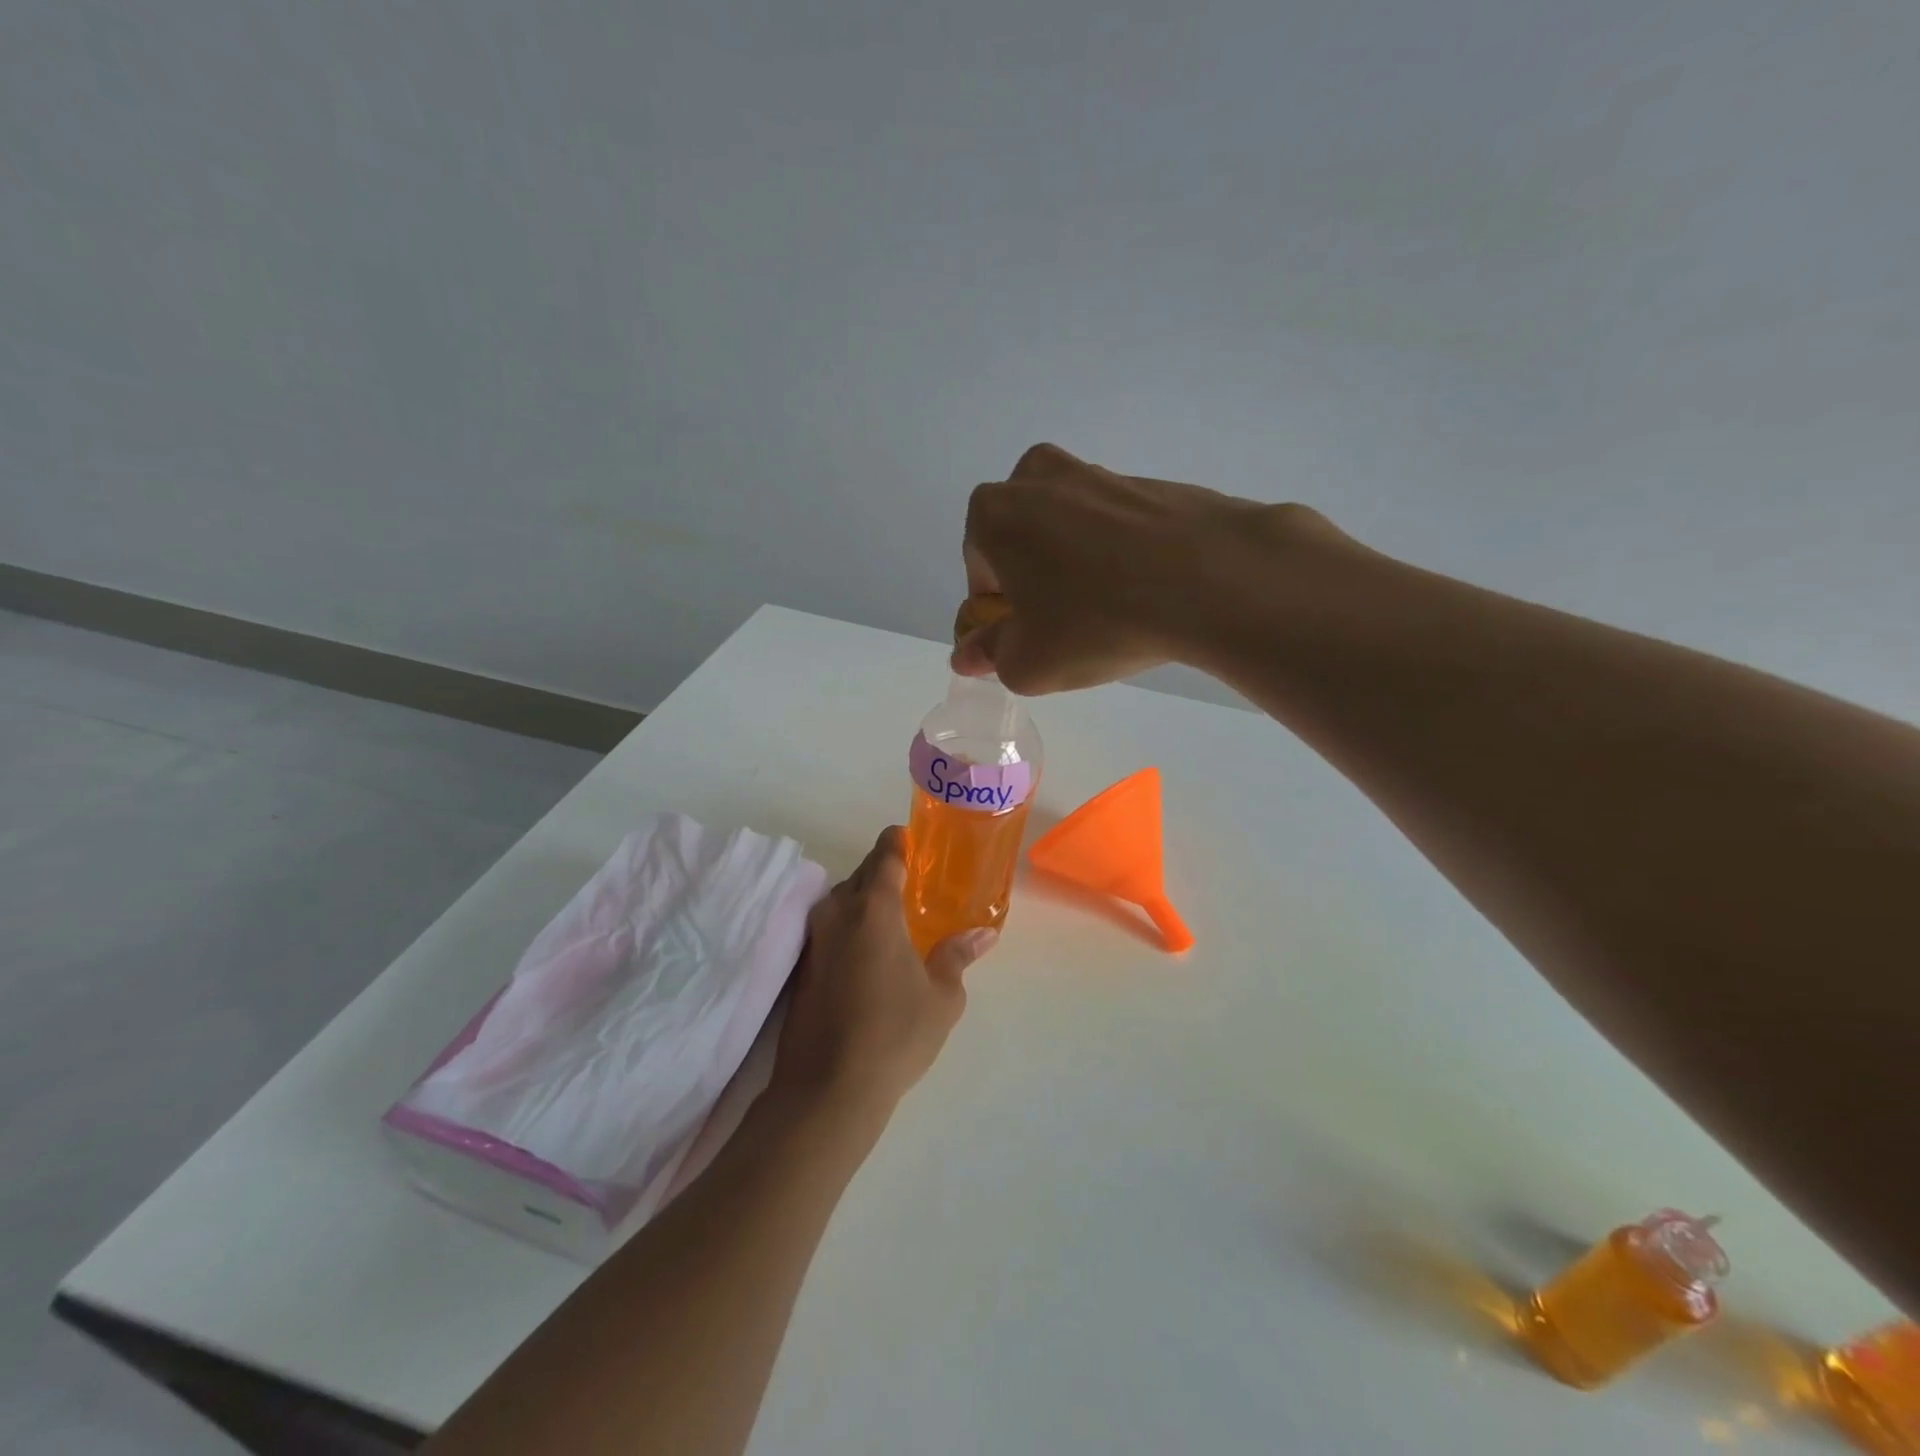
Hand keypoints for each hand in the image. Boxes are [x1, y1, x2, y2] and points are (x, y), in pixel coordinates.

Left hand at [772, 827, 996, 1124]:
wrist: (827, 1089)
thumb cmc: (894, 1034)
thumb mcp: (942, 997)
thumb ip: (957, 956)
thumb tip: (983, 934)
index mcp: (874, 907)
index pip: (885, 854)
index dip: (899, 842)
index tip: (913, 842)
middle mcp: (838, 911)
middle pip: (860, 874)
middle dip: (884, 872)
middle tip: (913, 885)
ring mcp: (814, 939)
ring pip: (841, 901)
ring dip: (864, 900)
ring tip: (892, 919)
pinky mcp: (802, 965)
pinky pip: (829, 927)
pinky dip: (849, 926)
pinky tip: (867, 952)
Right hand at [954, 442, 1339, 693]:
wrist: (1210, 579)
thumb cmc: (1096, 622)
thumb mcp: (1026, 663)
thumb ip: (988, 655)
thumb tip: (969, 652)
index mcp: (995, 513)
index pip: (980, 571)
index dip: (1000, 612)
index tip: (1028, 638)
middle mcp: (1039, 478)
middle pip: (1022, 542)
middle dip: (1034, 582)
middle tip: (1065, 625)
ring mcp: (1099, 474)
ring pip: (1070, 531)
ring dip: (1077, 567)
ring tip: (1111, 611)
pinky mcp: (1150, 483)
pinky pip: (1117, 528)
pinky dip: (1120, 556)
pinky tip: (1146, 593)